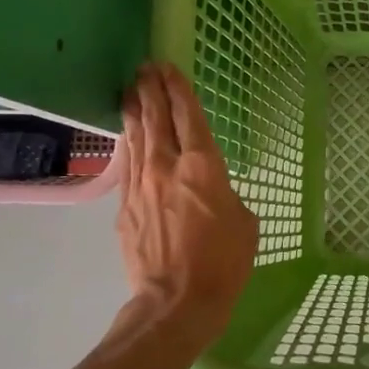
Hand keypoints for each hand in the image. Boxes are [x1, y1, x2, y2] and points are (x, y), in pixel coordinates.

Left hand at [117, 63, 257, 340]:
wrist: (177, 301)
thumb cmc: (224, 262)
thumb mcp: (244, 222)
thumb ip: (226, 194)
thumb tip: (211, 191)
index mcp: (203, 166)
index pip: (188, 116)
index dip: (179, 89)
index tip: (168, 67)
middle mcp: (167, 166)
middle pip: (155, 118)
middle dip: (151, 90)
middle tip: (145, 68)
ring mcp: (140, 185)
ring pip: (136, 137)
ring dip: (134, 110)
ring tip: (131, 89)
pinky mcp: (124, 206)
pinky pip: (127, 165)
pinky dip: (128, 144)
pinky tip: (127, 136)